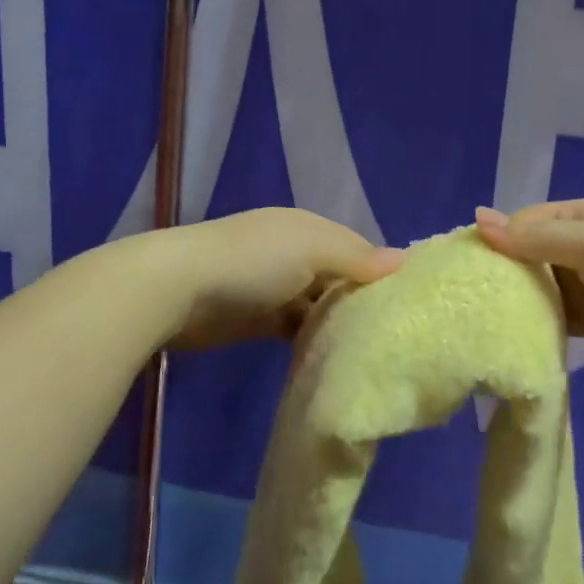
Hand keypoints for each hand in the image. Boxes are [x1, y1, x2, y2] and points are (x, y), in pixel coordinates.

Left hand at [154, 208, 402, 348]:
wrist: (178, 288)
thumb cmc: (252, 261)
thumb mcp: (311, 249)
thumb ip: (355, 256)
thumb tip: (403, 260)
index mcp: (306, 228)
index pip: (354, 246)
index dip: (379, 269)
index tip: (406, 300)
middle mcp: (292, 253)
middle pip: (336, 276)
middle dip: (359, 298)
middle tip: (393, 331)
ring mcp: (272, 287)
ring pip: (316, 304)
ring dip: (335, 321)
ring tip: (369, 348)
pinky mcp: (256, 319)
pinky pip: (294, 327)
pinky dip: (310, 338)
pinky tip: (331, 355)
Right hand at [474, 200, 583, 373]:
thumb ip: (536, 238)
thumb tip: (478, 219)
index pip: (528, 222)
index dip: (498, 240)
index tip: (464, 267)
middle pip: (533, 257)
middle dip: (505, 274)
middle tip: (466, 300)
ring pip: (545, 290)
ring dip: (521, 303)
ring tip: (481, 322)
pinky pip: (563, 319)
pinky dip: (542, 327)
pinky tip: (516, 340)